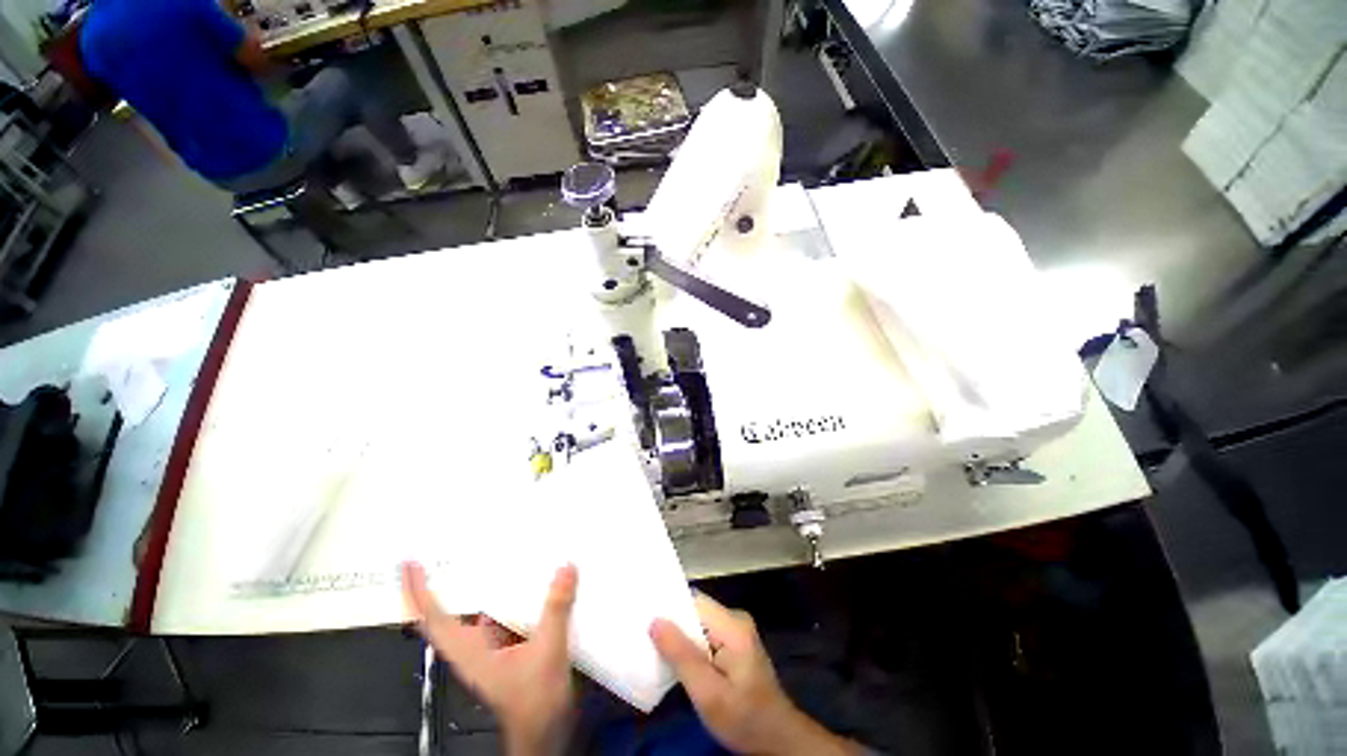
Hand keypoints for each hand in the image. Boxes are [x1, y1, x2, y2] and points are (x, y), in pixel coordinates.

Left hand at [403, 562, 577, 755]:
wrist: (546, 731)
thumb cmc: (536, 702)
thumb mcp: (547, 652)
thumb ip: (556, 610)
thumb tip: (565, 569)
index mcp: (470, 651)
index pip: (433, 619)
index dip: (418, 591)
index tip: (410, 564)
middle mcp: (473, 646)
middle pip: (448, 612)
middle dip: (442, 582)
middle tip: (446, 550)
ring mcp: (489, 647)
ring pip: (477, 610)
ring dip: (479, 585)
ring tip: (488, 555)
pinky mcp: (506, 646)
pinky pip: (500, 613)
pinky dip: (506, 594)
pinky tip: (523, 579)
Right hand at [651, 594, 858, 755]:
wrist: (777, 740)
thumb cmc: (743, 718)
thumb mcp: (708, 694)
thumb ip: (682, 656)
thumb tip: (655, 621)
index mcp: (732, 625)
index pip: (693, 602)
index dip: (668, 608)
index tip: (643, 617)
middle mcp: (735, 619)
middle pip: (695, 611)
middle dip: (672, 624)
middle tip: (644, 637)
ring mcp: (736, 630)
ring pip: (698, 623)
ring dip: (679, 637)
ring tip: (654, 648)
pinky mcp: (734, 642)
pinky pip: (705, 634)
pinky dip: (690, 645)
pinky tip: (676, 660)